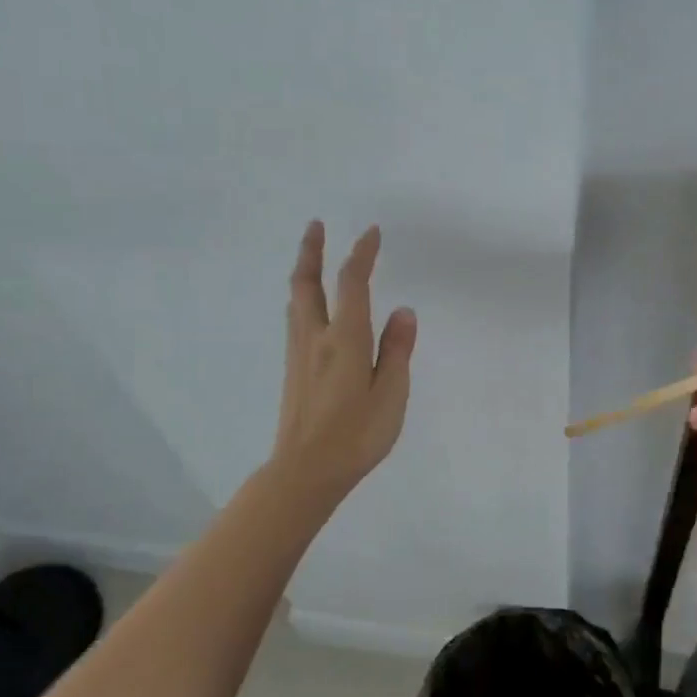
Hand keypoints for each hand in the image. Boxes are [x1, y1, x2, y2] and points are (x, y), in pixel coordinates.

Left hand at [269, 221, 416, 502]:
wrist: (305, 471)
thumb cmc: (357, 435)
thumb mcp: (391, 394)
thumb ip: (397, 350)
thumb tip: (404, 311)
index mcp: (345, 339)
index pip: (352, 283)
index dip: (362, 254)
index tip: (372, 232)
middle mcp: (316, 337)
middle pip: (307, 283)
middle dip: (312, 250)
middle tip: (316, 225)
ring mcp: (299, 354)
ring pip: (296, 300)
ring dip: (303, 272)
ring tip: (311, 258)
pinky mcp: (293, 371)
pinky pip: (296, 320)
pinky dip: (303, 298)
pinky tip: (309, 308)